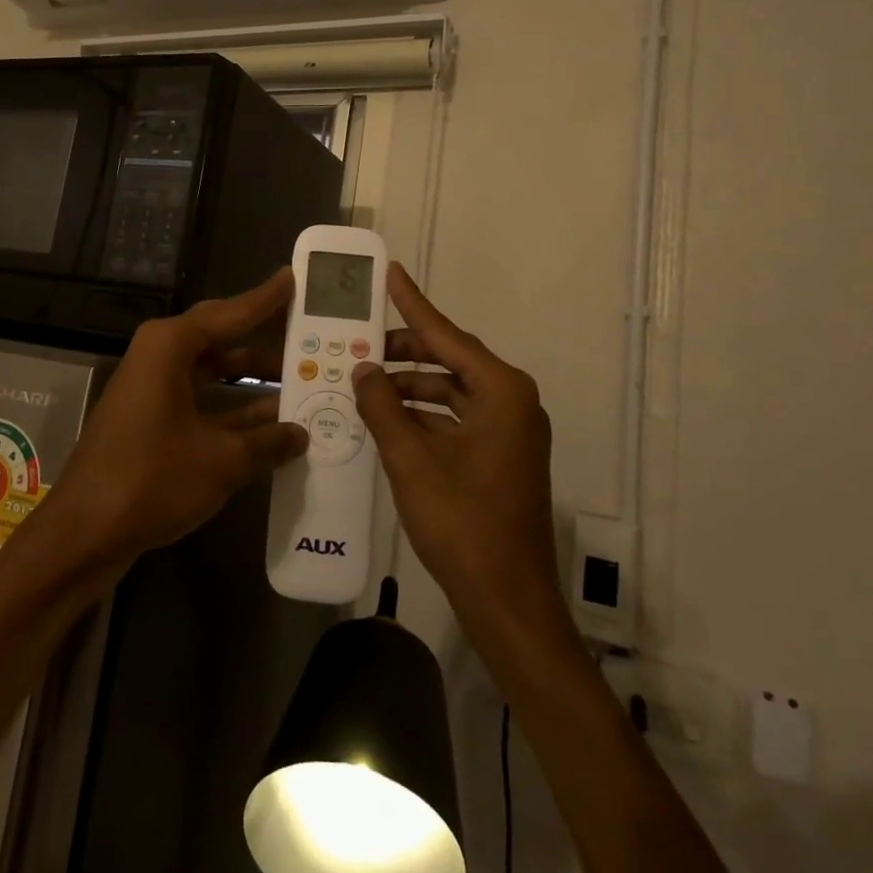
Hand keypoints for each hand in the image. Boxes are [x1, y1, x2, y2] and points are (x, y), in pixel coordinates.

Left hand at [42, 269, 307, 569]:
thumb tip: (301, 434)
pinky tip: (272, 423)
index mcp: (170, 346)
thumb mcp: (222, 460)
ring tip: (302, 378)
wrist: (84, 532)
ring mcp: (153, 389)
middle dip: (263, 336)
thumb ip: (268, 442)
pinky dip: (233, 409)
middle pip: (221, 337)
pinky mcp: (151, 420)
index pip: (230, 313)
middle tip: (306, 328)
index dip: (266, 299)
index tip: (293, 278)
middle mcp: (159, 357)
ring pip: (213, 371)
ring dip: (252, 379)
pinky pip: (202, 400)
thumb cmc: (152, 479)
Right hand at [352, 263, 560, 635]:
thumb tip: (363, 370)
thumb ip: (382, 407)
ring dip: (410, 387)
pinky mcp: (500, 456)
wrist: (507, 599)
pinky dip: (422, 415)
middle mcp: (511, 402)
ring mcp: (509, 431)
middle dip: (404, 352)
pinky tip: (386, 419)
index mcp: (501, 392)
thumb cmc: (461, 522)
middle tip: (360, 342)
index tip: (391, 273)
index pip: (447, 335)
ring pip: (451, 391)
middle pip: (450, 360)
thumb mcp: (411, 459)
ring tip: (364, 383)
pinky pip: (456, 419)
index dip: (413, 304)